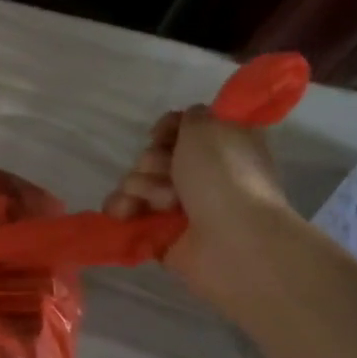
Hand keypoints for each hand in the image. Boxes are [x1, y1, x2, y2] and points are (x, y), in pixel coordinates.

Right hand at [104, 105, 296, 310]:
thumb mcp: (208, 127)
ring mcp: (181, 206)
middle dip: (152, 162)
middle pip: (154, 156)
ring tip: (161, 203)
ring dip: (141, 187)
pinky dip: (123, 209)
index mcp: (220, 148)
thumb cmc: (224, 177)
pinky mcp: (161, 232)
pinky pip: (128, 212)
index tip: (161, 135)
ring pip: (138, 182)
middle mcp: (202, 174)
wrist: (233, 241)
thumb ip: (192, 116)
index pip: (181, 129)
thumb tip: (184, 124)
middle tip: (167, 173)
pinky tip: (124, 213)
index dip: (167, 129)